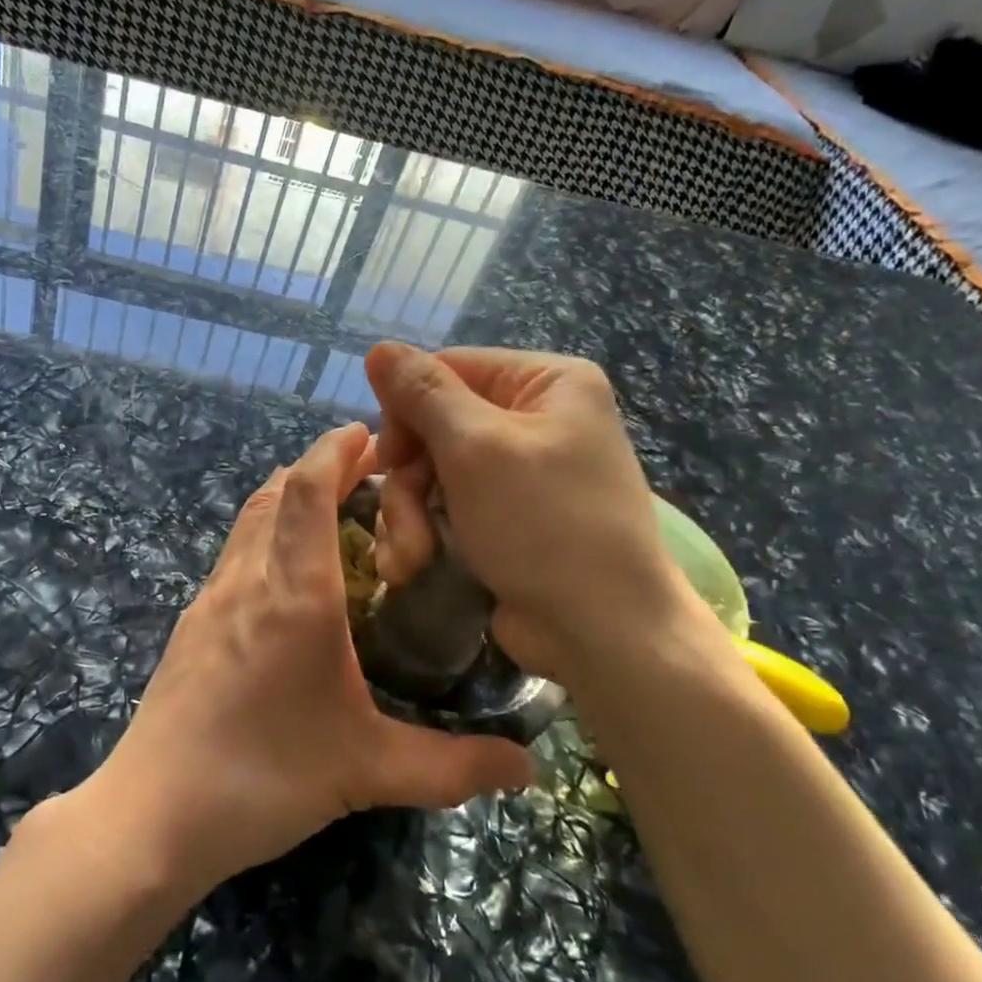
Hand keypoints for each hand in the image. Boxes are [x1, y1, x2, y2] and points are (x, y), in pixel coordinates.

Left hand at [86, 422, 534, 896]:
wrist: (152, 814)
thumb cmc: (263, 779)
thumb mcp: (368, 772)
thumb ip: (452, 766)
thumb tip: (529, 768)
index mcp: (294, 595)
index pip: (308, 490)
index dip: (334, 450)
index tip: (367, 432)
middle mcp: (247, 580)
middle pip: (276, 492)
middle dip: (318, 467)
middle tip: (364, 468)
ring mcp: (211, 599)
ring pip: (249, 519)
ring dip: (287, 496)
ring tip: (329, 505)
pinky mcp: (191, 625)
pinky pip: (233, 553)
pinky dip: (264, 533)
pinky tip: (284, 573)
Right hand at [364, 342, 704, 690]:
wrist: (602, 632)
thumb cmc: (544, 524)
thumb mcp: (476, 448)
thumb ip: (423, 394)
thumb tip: (379, 348)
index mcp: (545, 383)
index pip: (449, 369)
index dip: (407, 410)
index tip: (389, 456)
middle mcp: (535, 419)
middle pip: (434, 425)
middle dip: (408, 478)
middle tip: (401, 517)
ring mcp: (518, 473)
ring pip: (431, 472)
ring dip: (408, 515)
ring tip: (408, 559)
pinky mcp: (502, 518)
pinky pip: (444, 506)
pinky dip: (423, 535)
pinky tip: (412, 567)